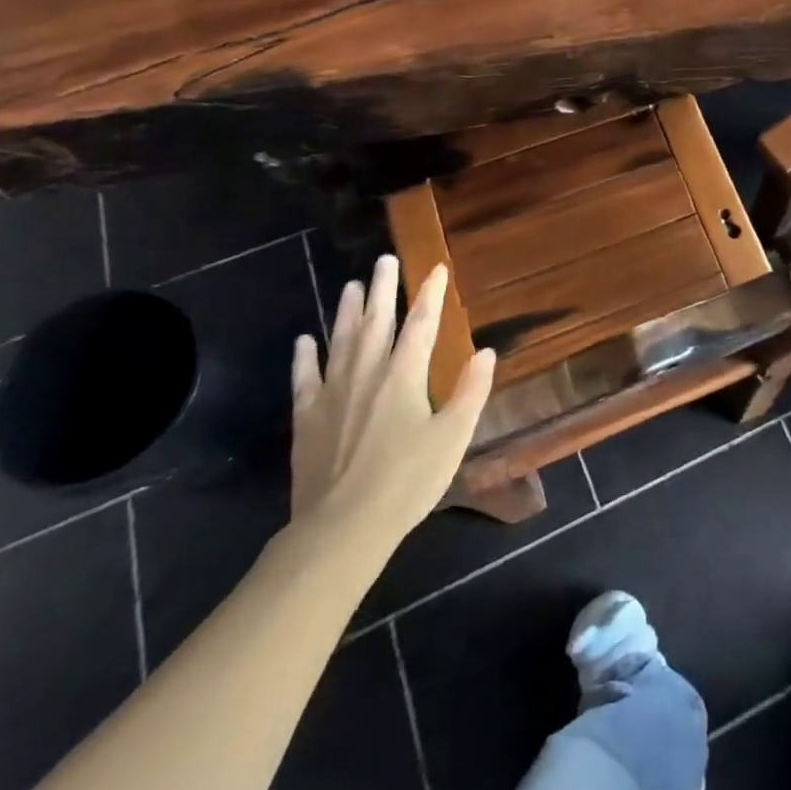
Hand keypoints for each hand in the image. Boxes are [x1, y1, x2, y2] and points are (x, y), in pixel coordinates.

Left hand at [290, 256, 495, 563]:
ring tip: (351, 285)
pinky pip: (305, 378)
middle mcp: (367, 374)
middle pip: (376, 322)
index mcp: (404, 376)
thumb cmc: (406, 482)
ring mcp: (333, 394)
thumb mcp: (453, 438)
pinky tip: (304, 341)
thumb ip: (470, 391)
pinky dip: (305, 357)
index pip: (421, 323)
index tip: (436, 268)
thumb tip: (486, 351)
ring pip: (341, 341)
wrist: (341, 529)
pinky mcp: (307, 419)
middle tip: (384, 260)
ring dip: (347, 312)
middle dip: (384, 289)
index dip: (430, 294)